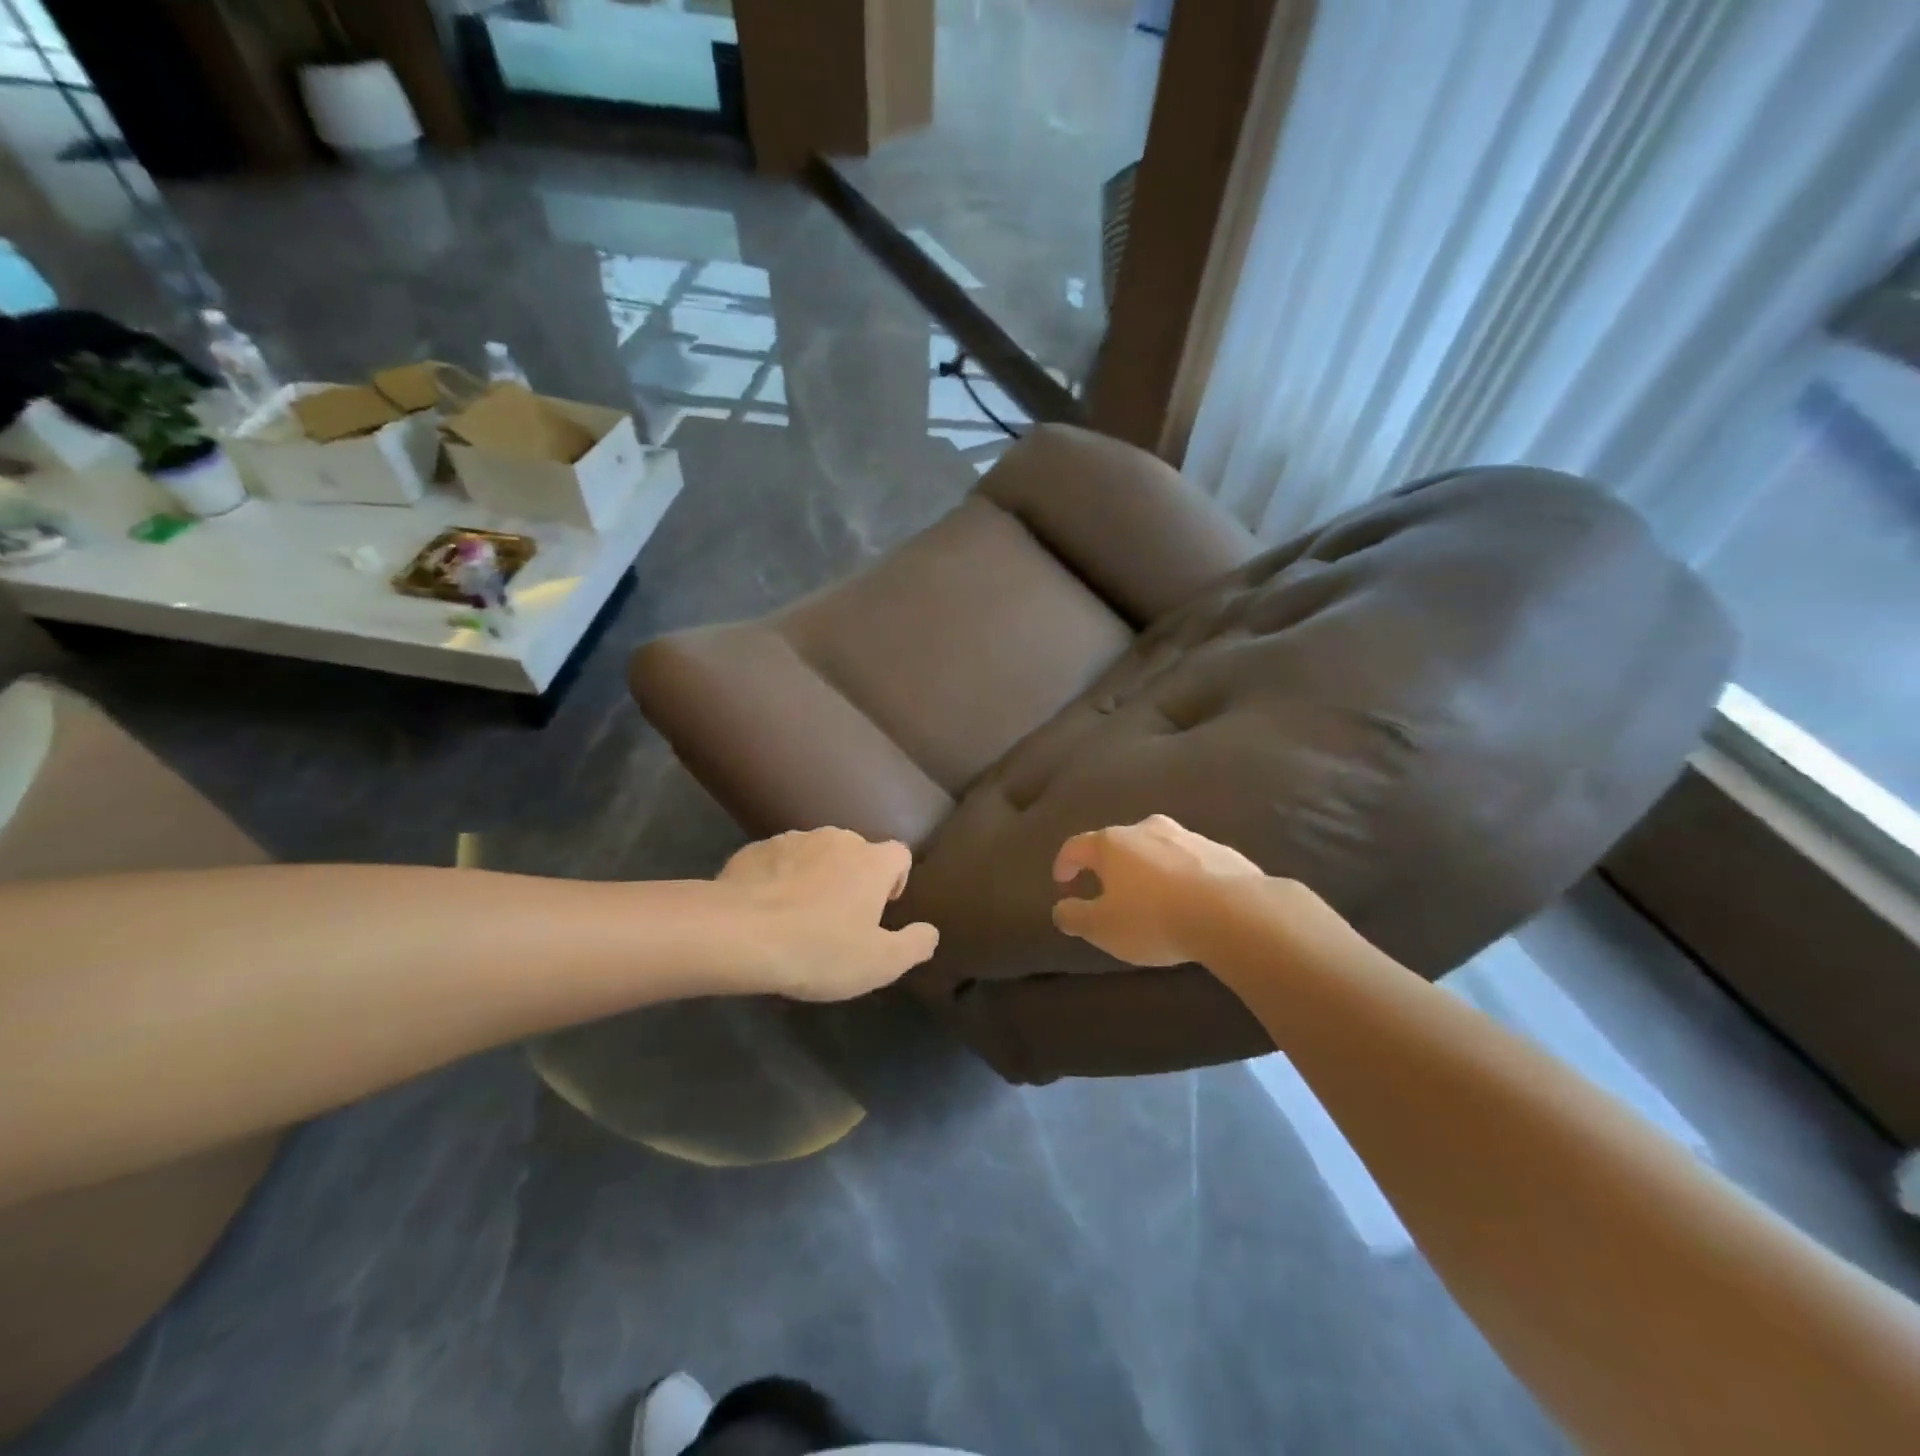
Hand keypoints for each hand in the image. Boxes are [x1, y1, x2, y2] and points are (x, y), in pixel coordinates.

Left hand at [716, 828, 938, 1000]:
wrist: (739, 934)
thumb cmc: (819, 948)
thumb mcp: (880, 963)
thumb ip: (915, 945)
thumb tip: (930, 931)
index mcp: (872, 861)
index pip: (900, 854)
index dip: (895, 881)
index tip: (880, 910)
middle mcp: (837, 839)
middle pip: (857, 853)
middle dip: (852, 880)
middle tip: (838, 921)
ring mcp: (793, 839)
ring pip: (815, 855)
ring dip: (815, 877)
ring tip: (798, 917)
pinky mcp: (756, 849)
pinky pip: (778, 862)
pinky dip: (779, 879)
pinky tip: (765, 912)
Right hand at [1052, 815, 1265, 965]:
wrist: (1232, 913)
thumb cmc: (1153, 918)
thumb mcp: (1102, 928)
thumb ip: (1075, 917)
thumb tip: (1061, 909)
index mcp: (1112, 843)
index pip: (1076, 846)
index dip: (1065, 863)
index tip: (1062, 881)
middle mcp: (1147, 829)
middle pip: (1118, 843)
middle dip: (1109, 865)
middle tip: (1107, 890)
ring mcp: (1187, 836)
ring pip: (1157, 849)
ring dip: (1148, 869)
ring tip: (1151, 897)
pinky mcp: (1221, 851)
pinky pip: (1191, 862)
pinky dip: (1182, 876)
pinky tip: (1189, 900)